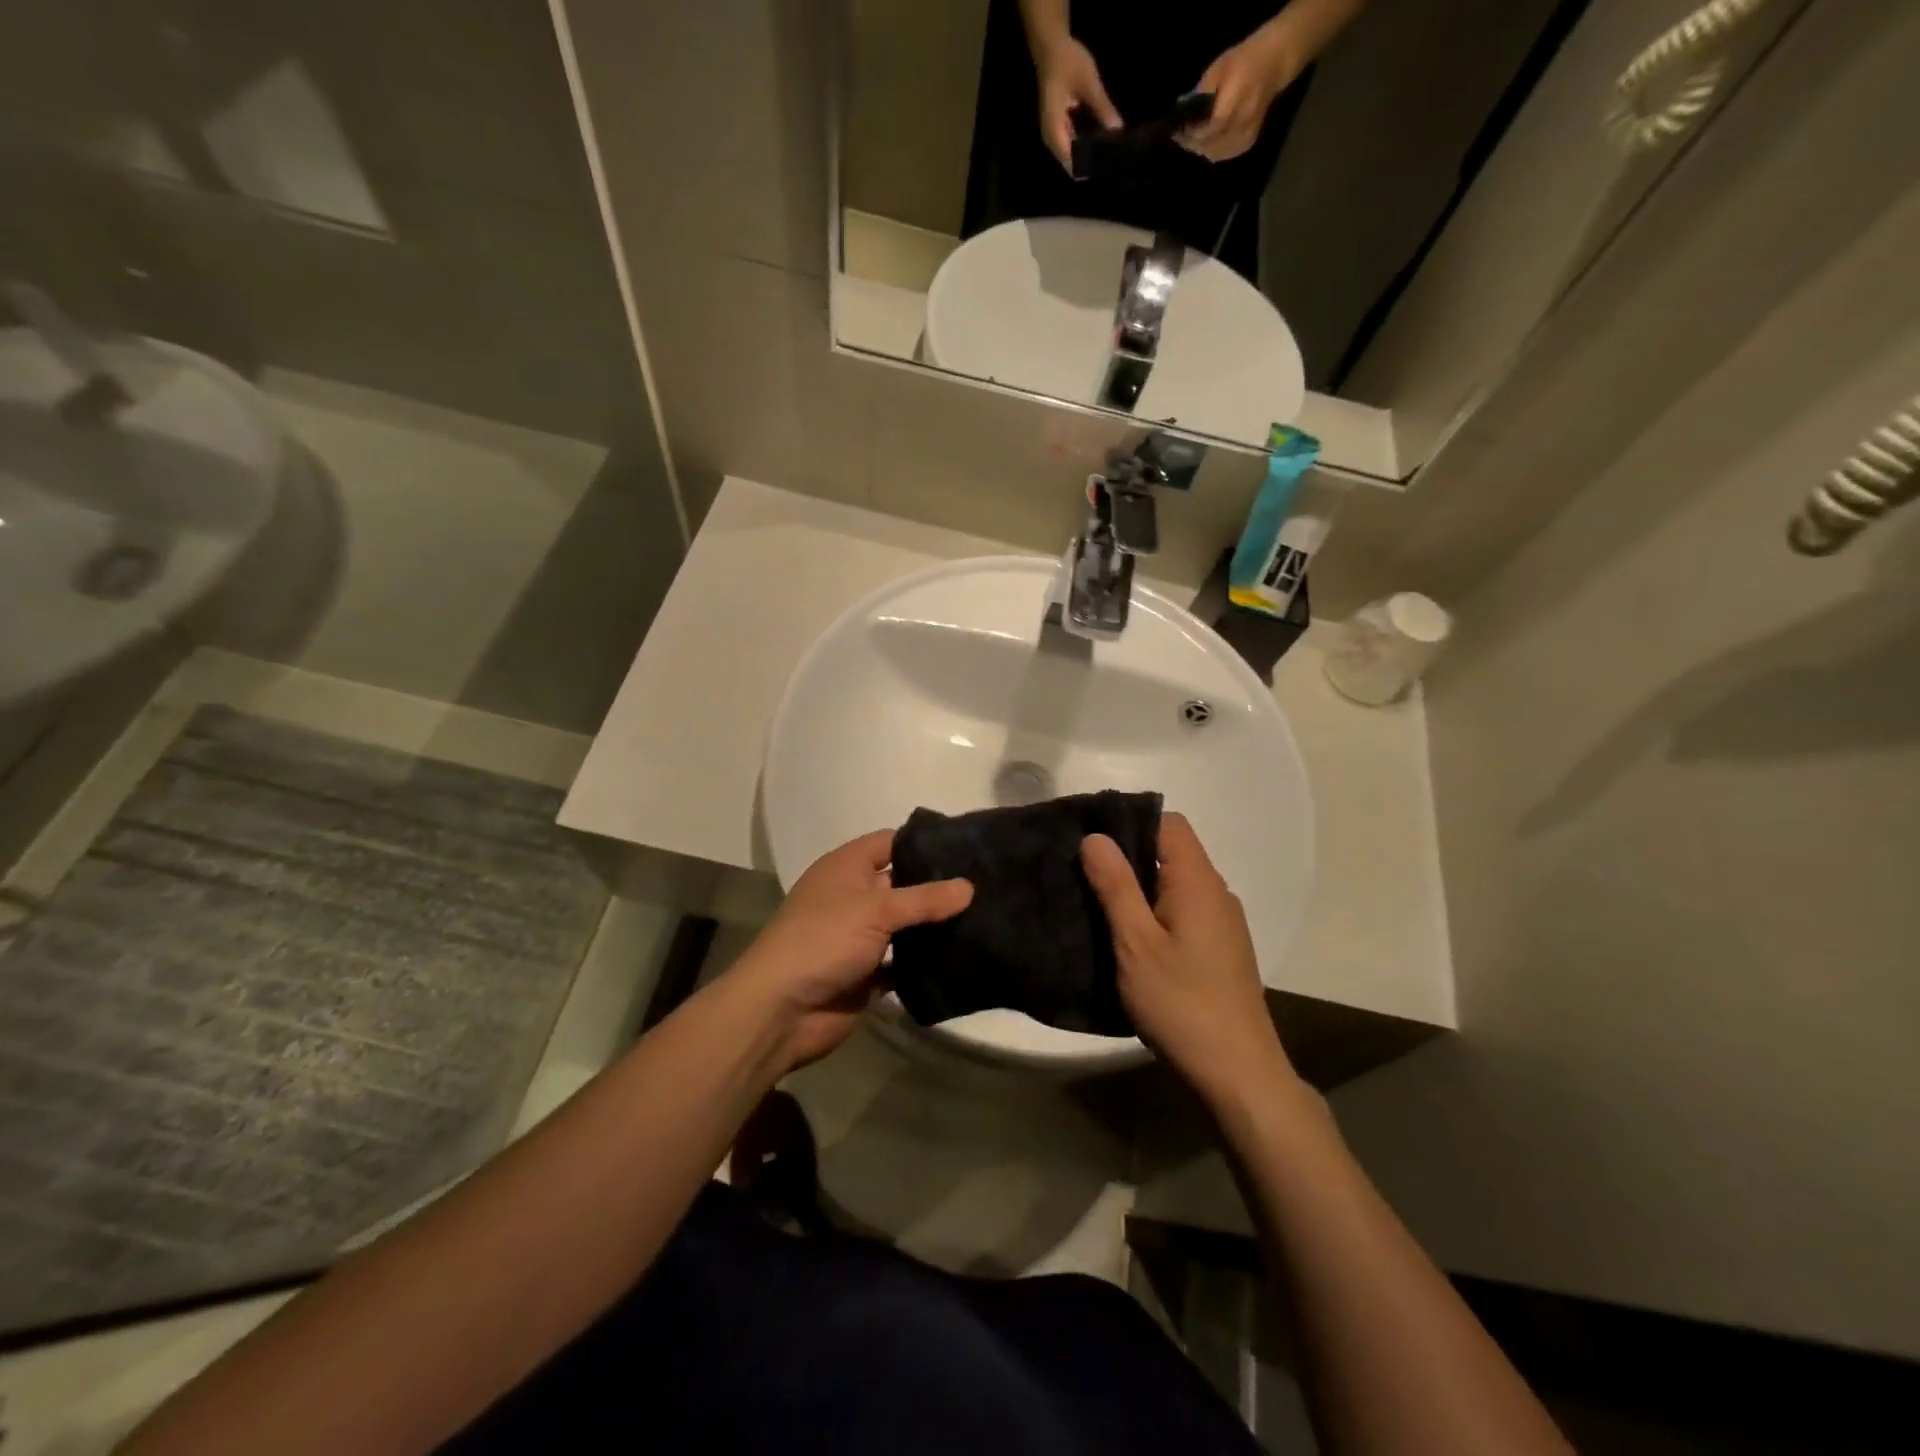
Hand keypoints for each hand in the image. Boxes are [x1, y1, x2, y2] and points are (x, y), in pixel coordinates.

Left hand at [730, 830, 971, 1071]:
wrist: (781, 1010)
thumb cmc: (824, 941)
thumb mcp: (876, 909)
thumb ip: (925, 898)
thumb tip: (969, 886)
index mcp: (846, 867)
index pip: (890, 842)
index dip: (924, 842)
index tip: (967, 847)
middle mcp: (853, 896)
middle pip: (902, 884)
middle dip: (938, 887)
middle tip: (988, 885)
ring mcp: (860, 937)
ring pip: (905, 925)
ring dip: (934, 927)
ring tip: (985, 919)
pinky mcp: (867, 973)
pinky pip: (903, 963)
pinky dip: (925, 963)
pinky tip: (963, 958)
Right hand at [1035, 36, 1121, 173]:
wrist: (1051, 47)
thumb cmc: (1067, 62)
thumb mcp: (1089, 83)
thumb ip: (1103, 108)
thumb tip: (1118, 131)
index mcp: (1054, 129)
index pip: (1070, 161)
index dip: (1087, 167)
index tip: (1104, 167)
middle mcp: (1051, 138)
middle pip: (1070, 162)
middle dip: (1089, 163)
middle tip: (1111, 160)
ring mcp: (1054, 134)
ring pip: (1071, 155)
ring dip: (1088, 154)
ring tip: (1108, 153)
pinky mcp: (1058, 129)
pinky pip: (1072, 144)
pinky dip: (1085, 144)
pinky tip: (1100, 140)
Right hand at [1082, 814, 1295, 1105]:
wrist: (1238, 1073)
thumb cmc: (1181, 1003)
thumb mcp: (1135, 943)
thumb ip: (1115, 886)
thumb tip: (1096, 836)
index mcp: (1198, 882)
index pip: (1169, 824)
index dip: (1130, 824)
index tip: (1092, 844)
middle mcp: (1217, 893)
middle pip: (1172, 852)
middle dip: (1128, 858)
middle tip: (1084, 877)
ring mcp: (1224, 923)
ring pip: (1176, 885)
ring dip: (1140, 889)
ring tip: (1100, 908)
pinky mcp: (1222, 949)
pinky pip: (1185, 911)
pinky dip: (1157, 914)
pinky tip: (1132, 941)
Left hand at [1181, 19, 1304, 162]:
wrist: (1274, 62)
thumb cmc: (1244, 60)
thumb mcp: (1218, 68)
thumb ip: (1201, 93)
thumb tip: (1184, 111)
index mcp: (1232, 105)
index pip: (1205, 131)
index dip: (1189, 134)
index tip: (1176, 131)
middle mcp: (1239, 125)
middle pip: (1208, 146)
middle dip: (1192, 143)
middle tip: (1180, 137)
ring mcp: (1244, 137)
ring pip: (1215, 154)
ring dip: (1200, 149)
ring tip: (1190, 140)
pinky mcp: (1247, 142)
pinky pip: (1224, 154)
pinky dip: (1212, 151)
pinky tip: (1205, 143)